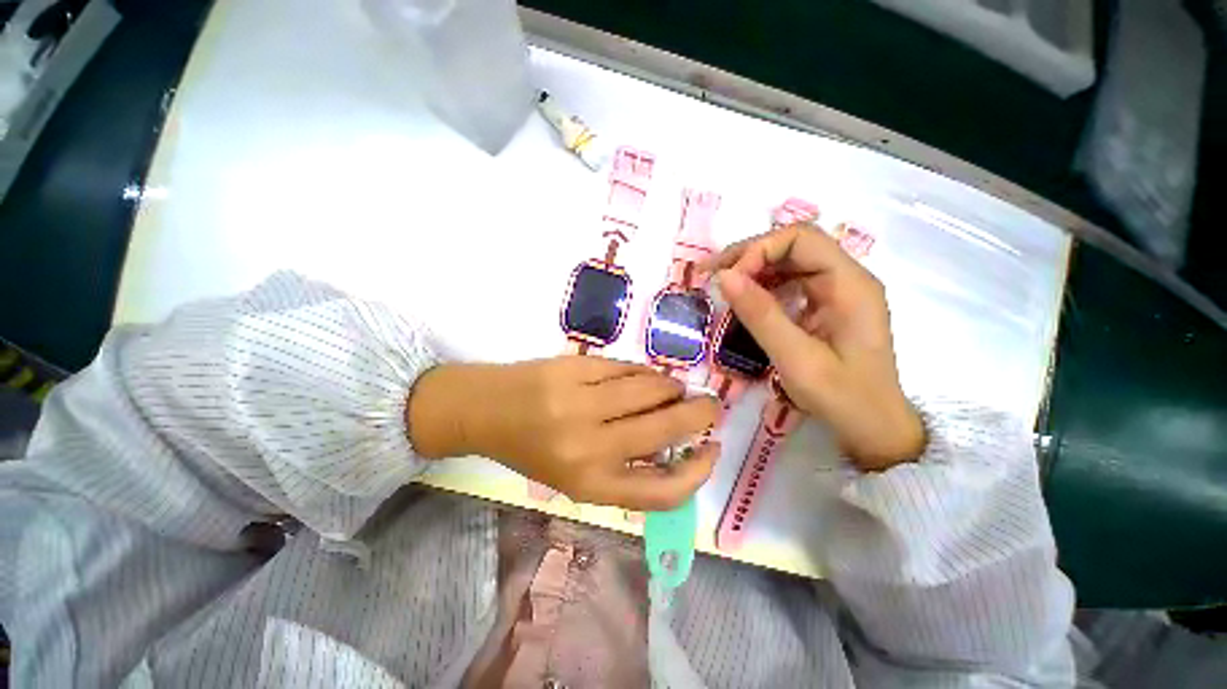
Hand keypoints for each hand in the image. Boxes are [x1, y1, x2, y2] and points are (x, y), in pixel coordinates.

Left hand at [407, 357, 720, 509]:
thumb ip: (627, 468)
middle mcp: (589, 446)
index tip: (712, 450)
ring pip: (651, 389)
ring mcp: (581, 402)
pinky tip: (644, 377)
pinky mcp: (575, 368)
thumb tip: (677, 445)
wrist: (487, 410)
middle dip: (700, 414)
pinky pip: (627, 368)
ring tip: (673, 389)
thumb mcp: (578, 476)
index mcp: (590, 484)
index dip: (698, 472)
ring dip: (672, 389)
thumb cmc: (534, 450)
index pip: (663, 490)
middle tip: (710, 406)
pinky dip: (644, 373)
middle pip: (666, 428)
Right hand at [703, 224, 924, 470]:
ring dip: (753, 268)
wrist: (874, 428)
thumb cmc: (842, 397)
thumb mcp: (796, 358)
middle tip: (712, 273)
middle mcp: (846, 278)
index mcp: (849, 284)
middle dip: (749, 255)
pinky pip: (790, 282)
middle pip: (793, 245)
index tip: (729, 281)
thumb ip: (760, 315)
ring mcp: (836, 292)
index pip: (800, 239)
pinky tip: (745, 300)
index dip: (759, 251)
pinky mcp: (826, 306)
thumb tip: (724, 277)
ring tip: (721, 284)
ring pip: (789, 261)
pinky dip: (762, 286)